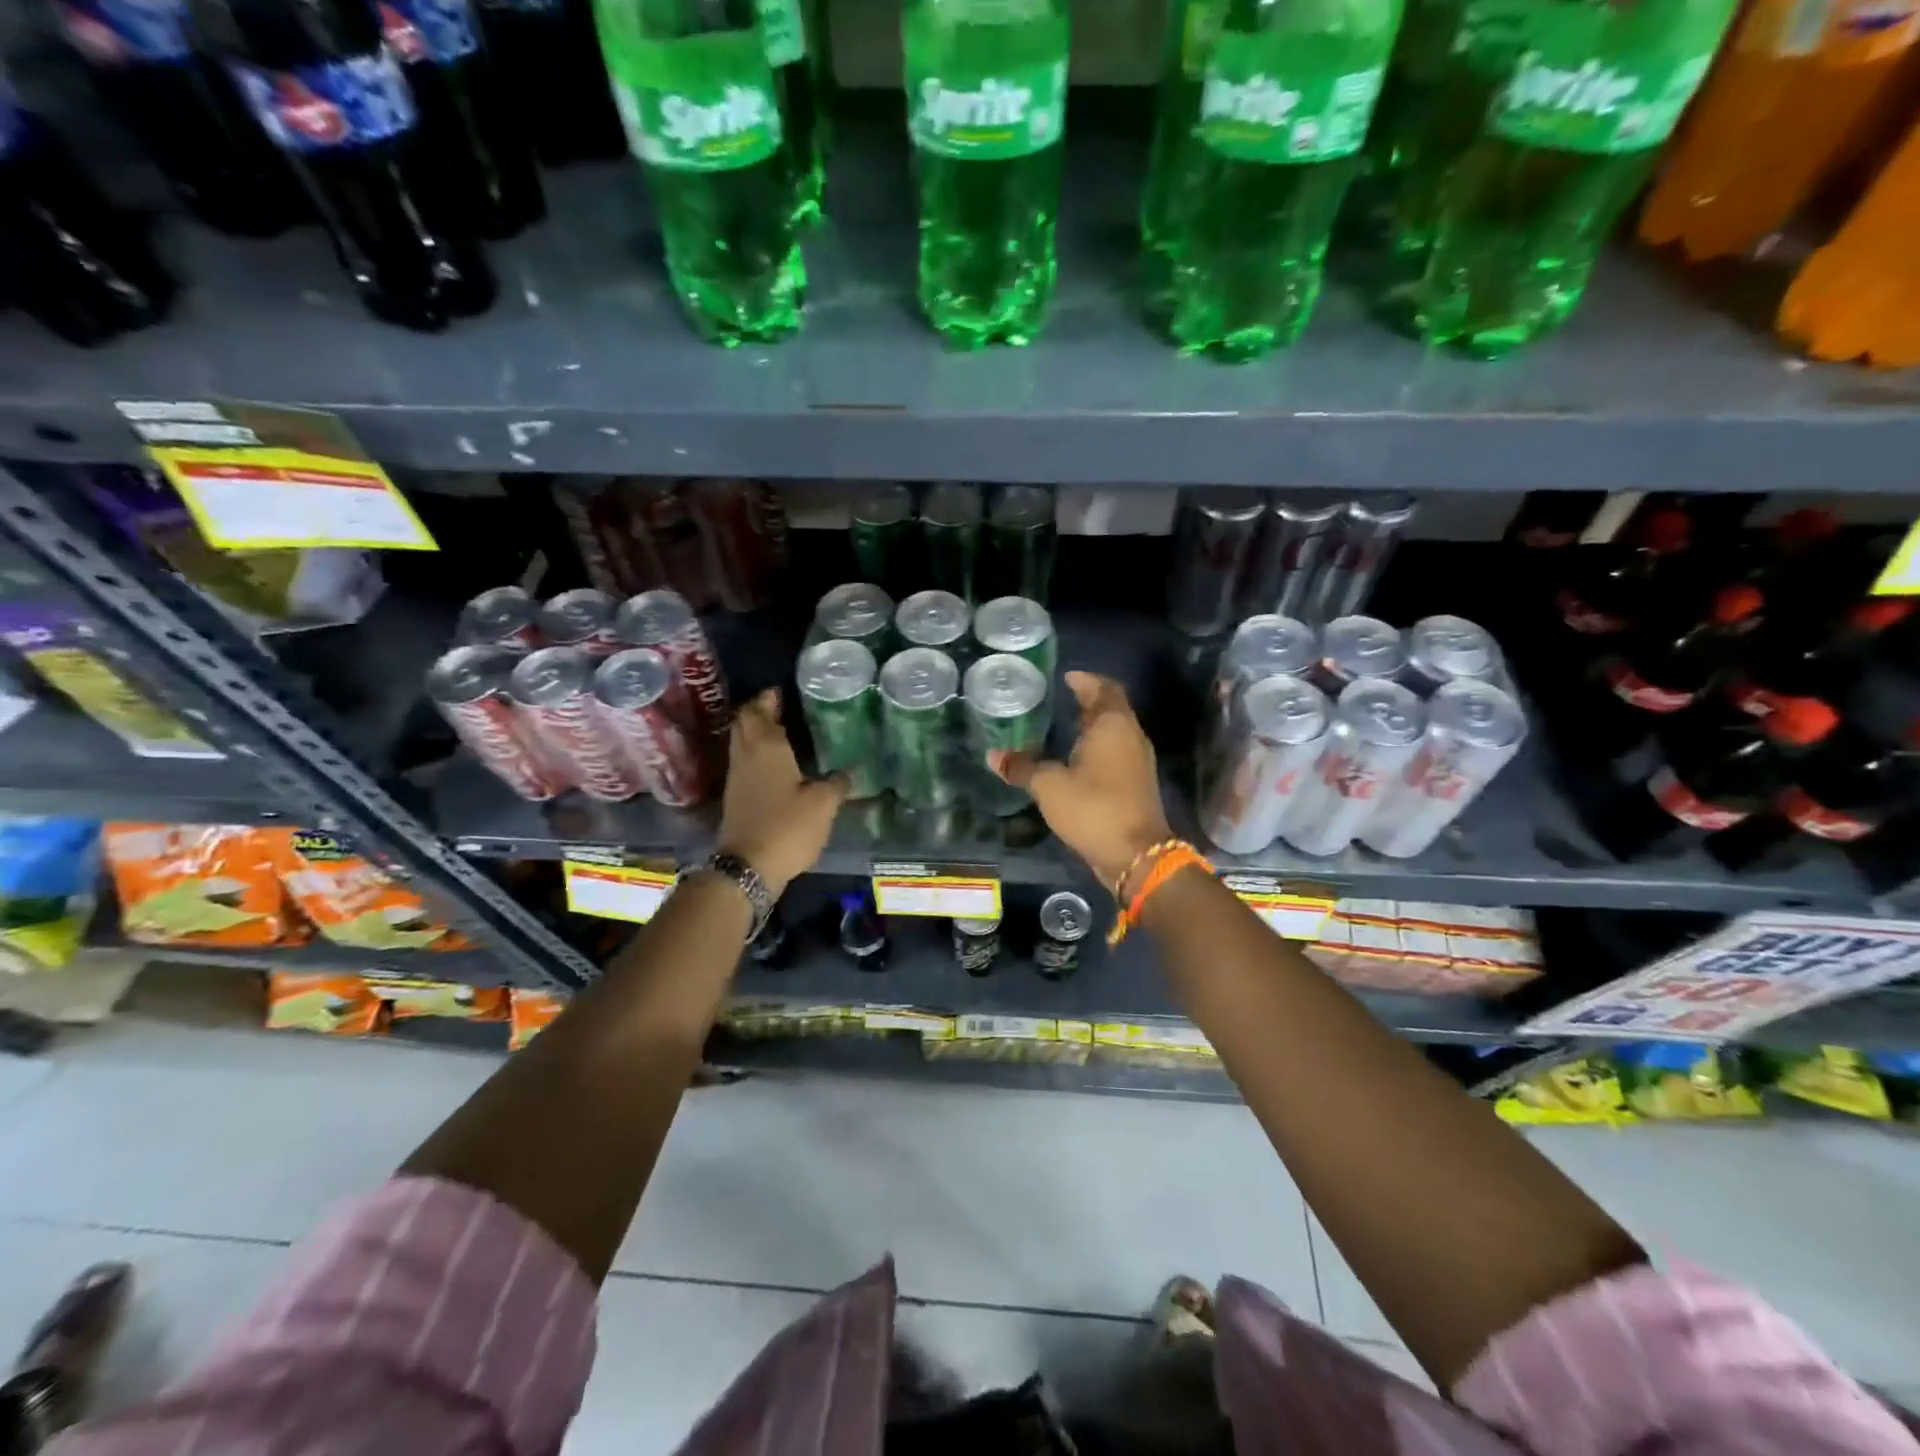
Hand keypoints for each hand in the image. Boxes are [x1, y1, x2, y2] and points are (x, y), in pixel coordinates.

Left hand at [718, 689, 847, 895]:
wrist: (747, 867)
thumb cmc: (786, 827)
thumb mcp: (823, 805)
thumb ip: (837, 784)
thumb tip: (846, 772)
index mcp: (767, 748)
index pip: (759, 711)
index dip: (767, 699)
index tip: (780, 691)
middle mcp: (746, 756)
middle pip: (744, 724)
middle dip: (758, 712)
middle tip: (778, 707)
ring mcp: (736, 778)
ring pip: (741, 743)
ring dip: (755, 733)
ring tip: (780, 732)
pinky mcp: (735, 798)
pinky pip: (744, 764)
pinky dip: (755, 755)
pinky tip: (775, 765)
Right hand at [991, 672, 1173, 890]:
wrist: (1136, 855)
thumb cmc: (1093, 808)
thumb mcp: (1049, 786)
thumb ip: (1022, 767)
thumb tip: (993, 755)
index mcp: (1113, 725)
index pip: (1103, 688)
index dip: (1085, 680)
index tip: (1065, 677)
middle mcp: (1130, 736)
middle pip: (1111, 709)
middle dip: (1086, 702)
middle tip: (1057, 700)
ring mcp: (1137, 761)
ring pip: (1114, 733)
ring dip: (1092, 727)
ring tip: (1061, 728)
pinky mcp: (1135, 784)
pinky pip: (1115, 753)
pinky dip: (1096, 748)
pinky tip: (1073, 760)